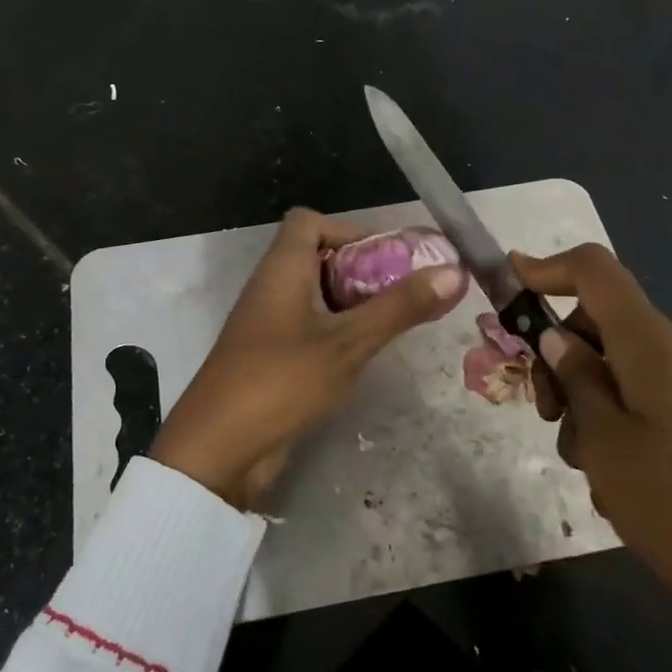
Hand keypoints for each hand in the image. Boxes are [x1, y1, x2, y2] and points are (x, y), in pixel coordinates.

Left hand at [150, 208, 465, 510]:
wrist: (218, 450)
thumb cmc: (282, 381)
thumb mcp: (348, 342)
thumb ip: (399, 307)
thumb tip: (452, 271)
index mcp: (282, 268)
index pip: (309, 221)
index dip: (348, 229)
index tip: (387, 259)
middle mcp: (271, 288)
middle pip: (317, 257)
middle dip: (362, 270)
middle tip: (404, 294)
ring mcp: (267, 325)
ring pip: (315, 296)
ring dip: (353, 304)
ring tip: (393, 324)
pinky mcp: (269, 358)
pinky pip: (309, 328)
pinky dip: (337, 332)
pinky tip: (364, 356)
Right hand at [515, 244, 671, 671]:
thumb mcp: (604, 440)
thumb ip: (575, 380)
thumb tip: (556, 338)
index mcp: (651, 344)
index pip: (596, 271)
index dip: (548, 267)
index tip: (508, 282)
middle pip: (600, 324)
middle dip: (560, 357)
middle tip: (542, 412)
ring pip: (616, 370)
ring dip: (584, 404)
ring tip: (585, 464)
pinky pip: (642, 403)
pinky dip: (613, 426)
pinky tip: (614, 483)